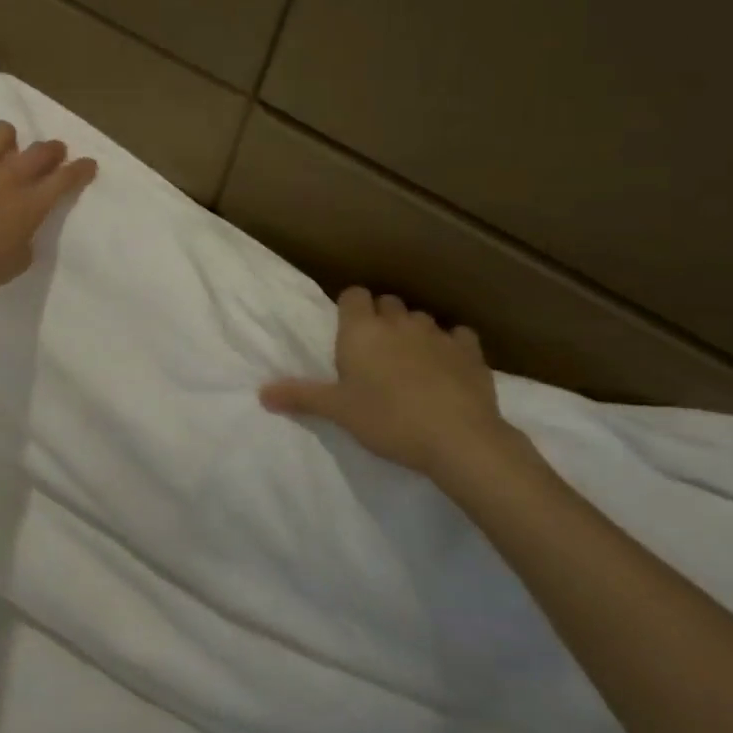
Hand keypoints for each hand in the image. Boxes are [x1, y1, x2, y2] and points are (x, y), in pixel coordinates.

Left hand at [0, 120, 96, 299]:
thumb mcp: (13, 266)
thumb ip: (23, 245)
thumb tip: (21, 235)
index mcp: (30, 205)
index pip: (65, 180)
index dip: (80, 170)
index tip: (88, 164)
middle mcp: (8, 177)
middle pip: (40, 151)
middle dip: (52, 149)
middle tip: (52, 153)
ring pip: (1, 132)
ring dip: (7, 138)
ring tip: (2, 147)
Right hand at [260, 289, 513, 480]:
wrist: (457, 438)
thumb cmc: (387, 419)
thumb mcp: (338, 411)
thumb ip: (300, 397)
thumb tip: (261, 393)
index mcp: (361, 331)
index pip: (353, 295)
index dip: (350, 308)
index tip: (347, 331)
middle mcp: (398, 323)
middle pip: (387, 303)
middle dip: (381, 318)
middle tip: (374, 351)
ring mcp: (437, 334)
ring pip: (420, 318)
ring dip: (413, 331)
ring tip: (409, 361)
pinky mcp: (471, 352)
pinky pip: (458, 335)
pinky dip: (452, 344)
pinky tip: (448, 365)